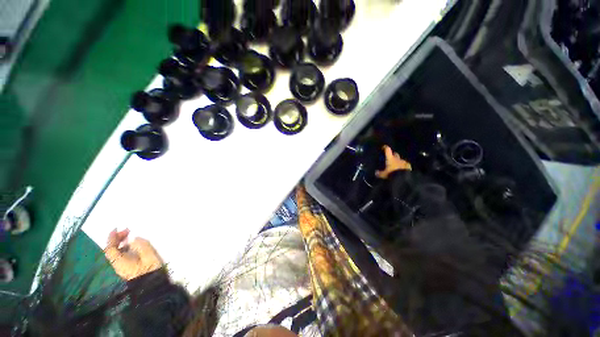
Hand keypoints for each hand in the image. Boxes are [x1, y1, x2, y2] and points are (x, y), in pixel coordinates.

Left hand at [104, 229, 163, 280]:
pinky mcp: (128, 268)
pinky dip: (125, 248)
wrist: (153, 286)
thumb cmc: (150, 269)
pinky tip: (134, 245)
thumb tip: (135, 239)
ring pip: (117, 253)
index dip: (112, 237)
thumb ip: (142, 245)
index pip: (110, 248)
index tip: (117, 228)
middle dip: (117, 239)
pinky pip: (122, 256)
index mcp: (120, 261)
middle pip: (112, 250)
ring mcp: (123, 267)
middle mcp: (118, 264)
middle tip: (128, 231)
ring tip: (131, 236)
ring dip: (122, 243)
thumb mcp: (149, 255)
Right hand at [375, 145, 411, 178]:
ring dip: (398, 161)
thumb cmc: (391, 174)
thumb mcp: (383, 175)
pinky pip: (405, 164)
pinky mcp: (408, 166)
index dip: (385, 148)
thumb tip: (376, 173)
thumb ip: (379, 173)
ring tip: (396, 165)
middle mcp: (397, 158)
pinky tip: (402, 169)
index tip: (384, 147)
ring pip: (400, 159)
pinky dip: (403, 166)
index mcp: (390, 158)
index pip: (387, 150)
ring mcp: (403, 162)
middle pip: (395, 154)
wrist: (403, 177)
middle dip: (393, 155)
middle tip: (390, 157)